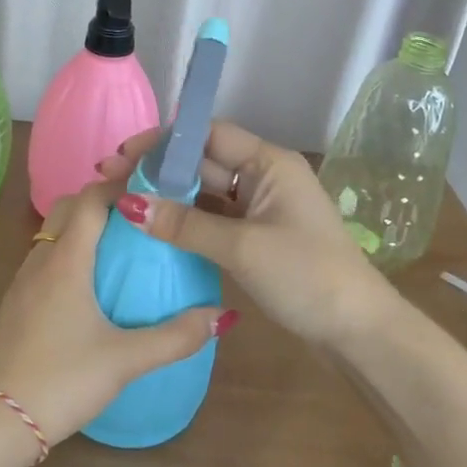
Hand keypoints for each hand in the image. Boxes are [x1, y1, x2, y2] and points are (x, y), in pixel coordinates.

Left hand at [0, 181, 235, 449]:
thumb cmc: (63, 380)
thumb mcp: (126, 360)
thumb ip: (175, 337)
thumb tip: (221, 315)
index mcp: (66, 261)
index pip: (90, 199)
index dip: (118, 186)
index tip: (151, 190)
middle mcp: (39, 261)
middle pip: (66, 208)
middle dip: (99, 201)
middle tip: (137, 217)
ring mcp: (21, 282)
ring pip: (50, 234)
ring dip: (80, 228)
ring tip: (118, 248)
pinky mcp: (13, 305)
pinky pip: (42, 261)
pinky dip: (65, 255)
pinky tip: (87, 289)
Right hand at [99, 121, 402, 352]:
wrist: (358, 332)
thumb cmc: (306, 276)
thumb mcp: (242, 248)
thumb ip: (184, 225)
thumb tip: (129, 206)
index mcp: (269, 163)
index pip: (207, 135)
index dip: (163, 142)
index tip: (122, 156)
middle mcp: (263, 177)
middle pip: (201, 162)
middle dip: (157, 169)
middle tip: (108, 180)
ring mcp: (260, 208)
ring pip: (204, 192)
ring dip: (167, 196)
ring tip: (121, 201)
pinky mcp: (256, 237)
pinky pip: (212, 218)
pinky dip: (184, 221)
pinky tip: (152, 227)